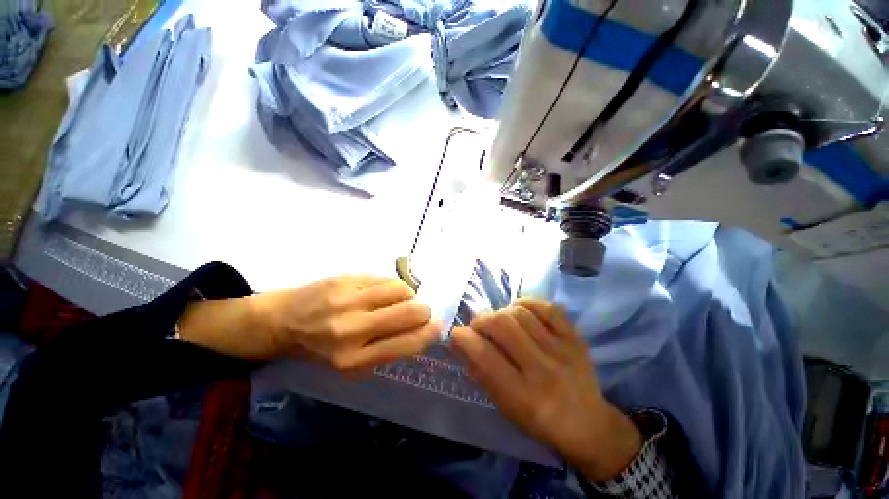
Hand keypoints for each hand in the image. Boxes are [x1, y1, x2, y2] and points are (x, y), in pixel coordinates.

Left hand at [252, 275, 438, 370]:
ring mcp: (348, 300)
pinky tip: (382, 291)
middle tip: (419, 311)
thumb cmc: (321, 348)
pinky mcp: (346, 279)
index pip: (408, 343)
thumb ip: (388, 349)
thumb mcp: (352, 364)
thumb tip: (423, 330)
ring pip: (402, 289)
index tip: (437, 326)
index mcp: (354, 360)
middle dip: (424, 310)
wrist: (283, 322)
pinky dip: (392, 285)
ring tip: (398, 299)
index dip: (430, 333)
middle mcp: (352, 329)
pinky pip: (385, 279)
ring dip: (408, 295)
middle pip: (411, 312)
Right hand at [451, 299, 642, 481]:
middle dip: (481, 320)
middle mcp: (542, 370)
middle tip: (478, 326)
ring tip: (500, 321)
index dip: (464, 338)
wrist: (589, 425)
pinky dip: (528, 303)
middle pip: (502, 325)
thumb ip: (480, 372)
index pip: (485, 356)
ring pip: (521, 313)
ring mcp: (562, 350)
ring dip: (502, 312)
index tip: (457, 333)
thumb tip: (458, 342)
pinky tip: (520, 310)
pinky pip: (548, 308)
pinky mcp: (575, 338)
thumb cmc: (539, 421)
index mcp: (522, 396)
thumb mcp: (504, 407)